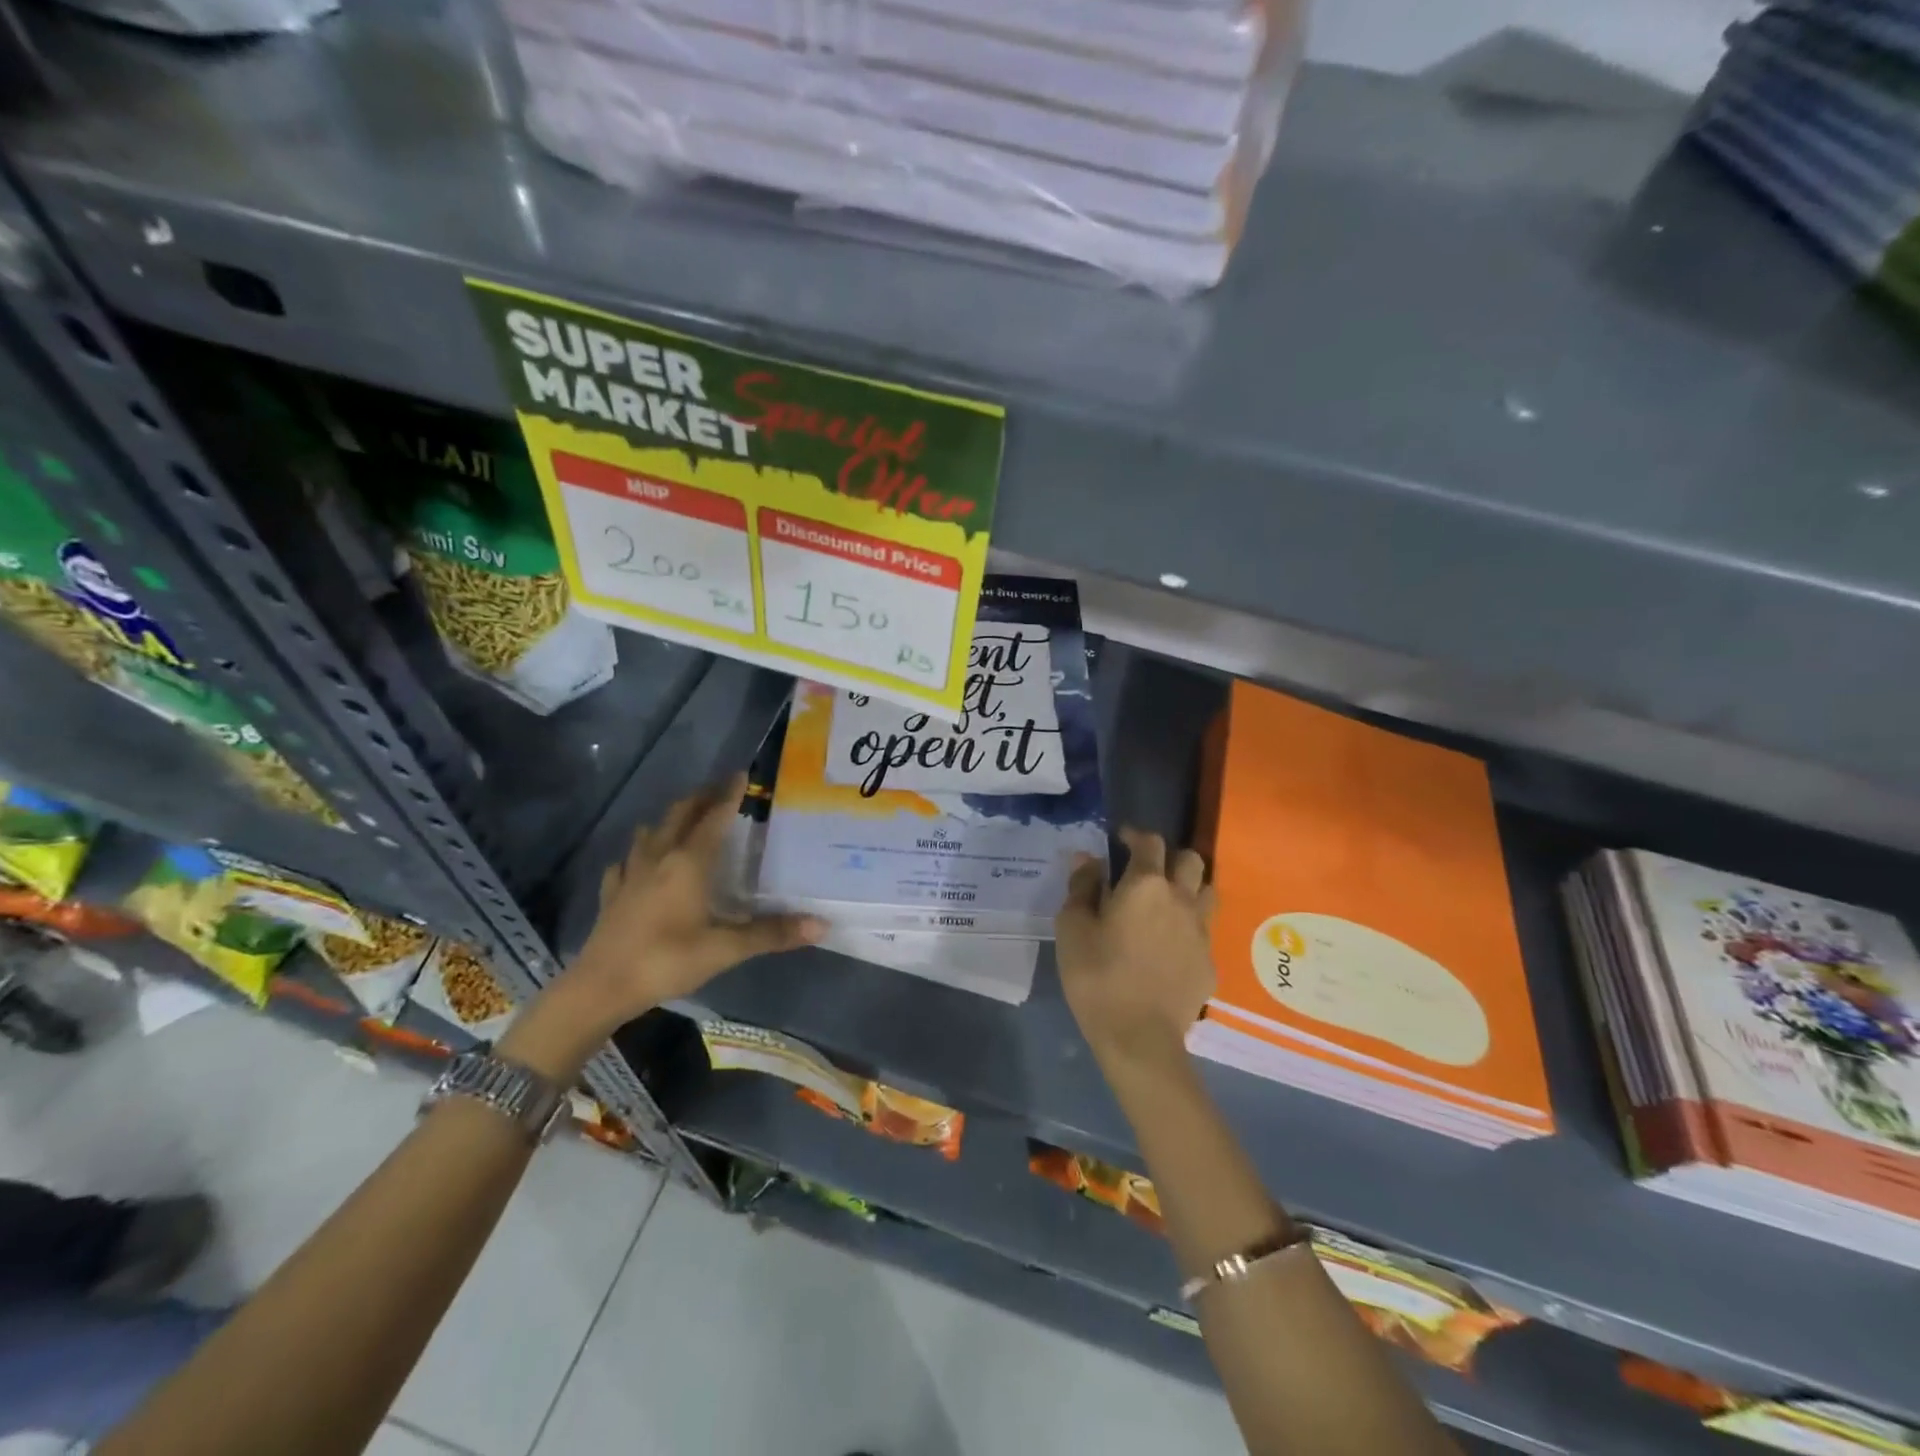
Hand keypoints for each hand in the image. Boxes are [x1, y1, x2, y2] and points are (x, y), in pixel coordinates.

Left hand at [574, 773, 825, 1015]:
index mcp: (688, 862)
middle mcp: (659, 858)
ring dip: (669, 821)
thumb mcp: (724, 950)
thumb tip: (821, 925)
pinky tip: (637, 864)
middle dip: (700, 799)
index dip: (729, 795)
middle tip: (718, 791)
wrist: (600, 988)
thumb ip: (772, 934)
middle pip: (679, 815)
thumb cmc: (666, 961)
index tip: (741, 775)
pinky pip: (625, 863)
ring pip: (650, 833)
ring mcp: (630, 875)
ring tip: (683, 820)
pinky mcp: (612, 895)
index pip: (714, 818)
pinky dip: (637, 854)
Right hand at [1056, 828, 1215, 1072]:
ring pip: (1206, 891)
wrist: (1139, 1038)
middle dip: (1169, 856)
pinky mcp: (1210, 963)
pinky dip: (1189, 927)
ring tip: (1166, 902)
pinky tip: (1171, 946)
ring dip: (1189, 887)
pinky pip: (1204, 931)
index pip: (1149, 842)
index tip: (1120, 839)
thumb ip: (1081, 887)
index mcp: (1145, 885)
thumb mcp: (1073, 928)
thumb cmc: (1097, 976)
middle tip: (1146, 871)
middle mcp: (1181, 899)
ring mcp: (1201, 932)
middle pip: (1190, 859)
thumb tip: (1088, 859)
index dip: (1134, 835)